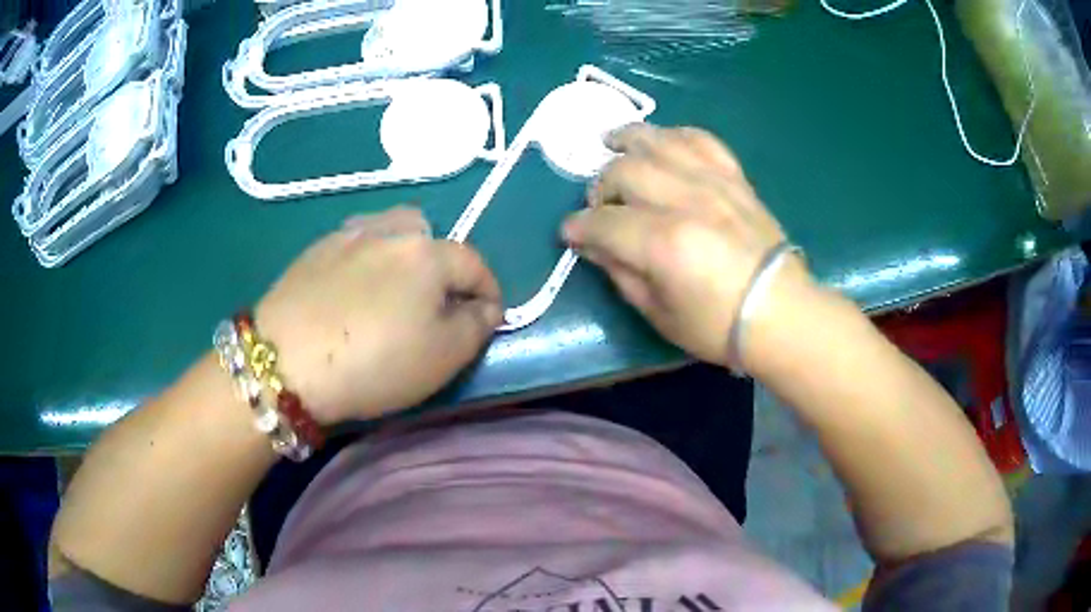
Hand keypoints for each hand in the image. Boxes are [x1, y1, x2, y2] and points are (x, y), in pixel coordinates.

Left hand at [255, 206, 501, 424]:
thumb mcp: (443, 356)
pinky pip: (355, 243)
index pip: (475, 263)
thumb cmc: (374, 362)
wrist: (285, 361)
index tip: (488, 319)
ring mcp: (347, 235)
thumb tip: (484, 307)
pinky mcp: (315, 250)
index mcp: (427, 253)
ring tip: (392, 290)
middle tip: (434, 304)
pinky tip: (352, 290)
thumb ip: (477, 326)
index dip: (490, 292)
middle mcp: (389, 230)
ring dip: (403, 255)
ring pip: (390, 231)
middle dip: (443, 266)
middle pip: (431, 235)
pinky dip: (366, 260)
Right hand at [562, 124, 812, 369]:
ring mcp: (713, 183)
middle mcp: (685, 201)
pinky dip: (676, 135)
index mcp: (663, 243)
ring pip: (658, 142)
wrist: (781, 312)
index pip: (603, 221)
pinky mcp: (734, 178)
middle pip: (624, 172)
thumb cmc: (718, 325)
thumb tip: (594, 246)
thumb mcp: (659, 314)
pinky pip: (701, 139)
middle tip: (598, 205)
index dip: (578, 227)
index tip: (569, 233)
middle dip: (599, 186)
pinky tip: (661, 140)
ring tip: (610, 141)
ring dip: (627, 139)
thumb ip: (621, 274)